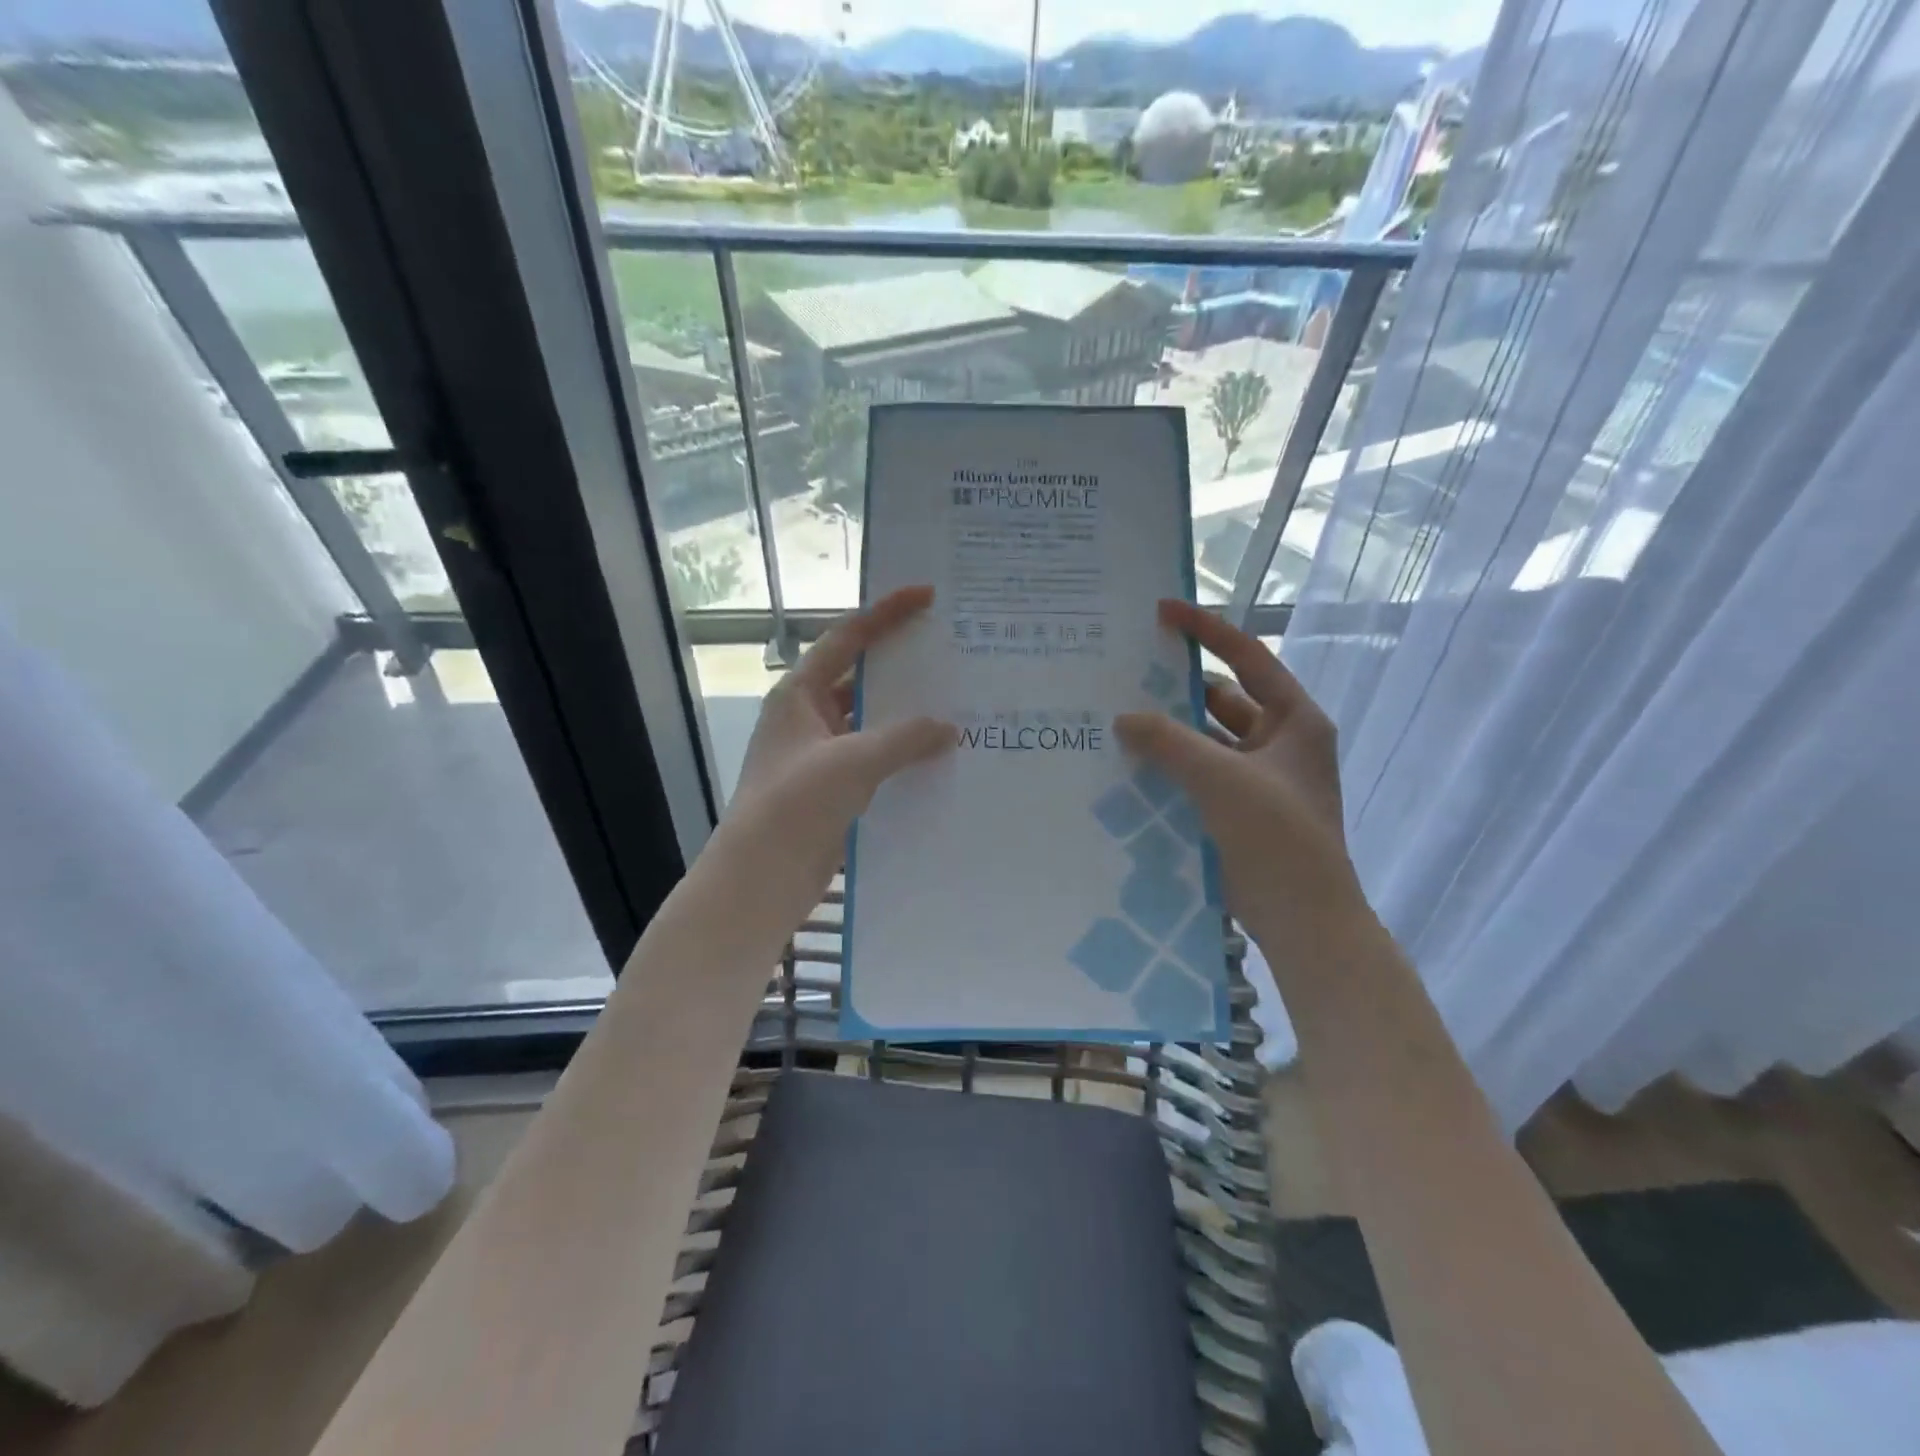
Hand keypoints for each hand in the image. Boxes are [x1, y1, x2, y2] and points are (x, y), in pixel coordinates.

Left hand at [708, 585, 955, 920]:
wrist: (760, 879)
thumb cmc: (795, 805)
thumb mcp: (852, 762)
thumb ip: (904, 739)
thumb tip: (949, 728)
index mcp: (799, 694)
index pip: (847, 638)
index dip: (886, 613)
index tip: (926, 595)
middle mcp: (808, 717)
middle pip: (861, 678)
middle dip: (902, 666)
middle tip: (952, 652)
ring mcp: (820, 754)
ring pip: (871, 722)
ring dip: (907, 717)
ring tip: (958, 704)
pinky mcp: (833, 789)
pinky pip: (875, 760)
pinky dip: (903, 756)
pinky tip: (940, 758)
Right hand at [1114, 599, 1360, 937]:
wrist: (1304, 920)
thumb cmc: (1278, 836)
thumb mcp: (1222, 779)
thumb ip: (1170, 742)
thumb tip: (1124, 718)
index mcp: (1294, 720)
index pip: (1248, 658)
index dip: (1206, 630)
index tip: (1162, 611)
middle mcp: (1278, 742)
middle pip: (1221, 699)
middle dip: (1176, 689)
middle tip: (1124, 674)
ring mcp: (1257, 779)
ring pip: (1204, 741)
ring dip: (1167, 734)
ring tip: (1115, 720)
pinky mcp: (1236, 810)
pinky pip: (1196, 776)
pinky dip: (1168, 769)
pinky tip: (1127, 767)